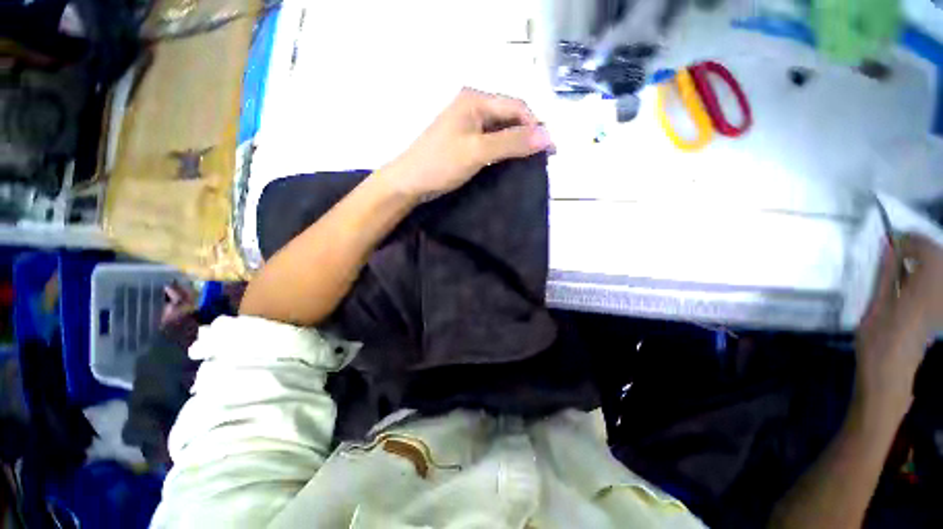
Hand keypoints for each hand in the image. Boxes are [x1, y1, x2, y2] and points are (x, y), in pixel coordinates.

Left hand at [379, 88, 553, 199]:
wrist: (410, 182)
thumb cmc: (440, 163)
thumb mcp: (478, 151)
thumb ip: (512, 142)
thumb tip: (547, 136)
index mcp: (475, 100)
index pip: (516, 107)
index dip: (537, 126)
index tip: (551, 150)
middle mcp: (473, 106)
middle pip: (510, 116)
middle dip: (529, 134)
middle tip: (543, 158)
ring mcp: (468, 124)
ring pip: (502, 130)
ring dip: (518, 143)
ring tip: (532, 161)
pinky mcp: (465, 140)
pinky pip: (492, 141)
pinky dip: (505, 150)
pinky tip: (512, 162)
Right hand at [855, 234, 942, 414]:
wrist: (891, 373)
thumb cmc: (878, 338)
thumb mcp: (877, 303)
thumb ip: (887, 273)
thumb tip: (890, 246)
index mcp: (926, 286)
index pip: (926, 248)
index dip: (908, 241)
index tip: (889, 242)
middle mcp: (941, 291)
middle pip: (937, 256)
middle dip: (917, 249)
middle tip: (895, 251)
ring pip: (939, 269)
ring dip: (921, 262)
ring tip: (901, 266)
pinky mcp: (940, 311)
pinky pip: (937, 284)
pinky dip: (925, 277)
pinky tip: (910, 283)